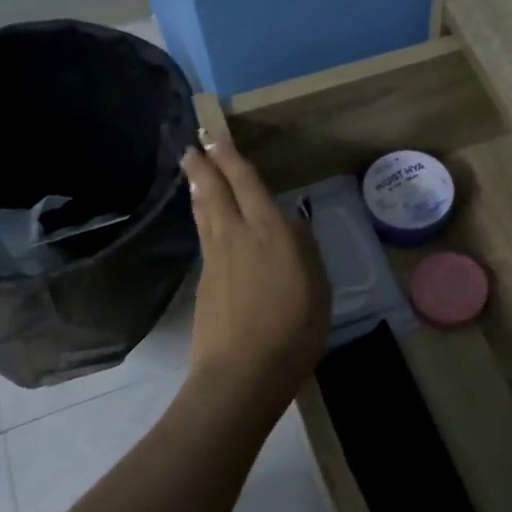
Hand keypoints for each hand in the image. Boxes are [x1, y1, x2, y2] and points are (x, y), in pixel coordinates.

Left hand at [179, 133, 329, 410]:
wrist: (242, 372)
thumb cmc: (293, 330)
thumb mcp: (318, 288)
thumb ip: (305, 251)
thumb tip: (292, 226)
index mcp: (270, 231)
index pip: (246, 183)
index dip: (230, 159)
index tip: (216, 139)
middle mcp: (237, 235)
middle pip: (214, 191)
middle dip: (203, 165)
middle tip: (193, 146)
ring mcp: (215, 258)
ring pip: (204, 212)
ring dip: (198, 188)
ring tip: (192, 173)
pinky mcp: (204, 281)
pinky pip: (204, 236)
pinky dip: (202, 217)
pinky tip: (206, 220)